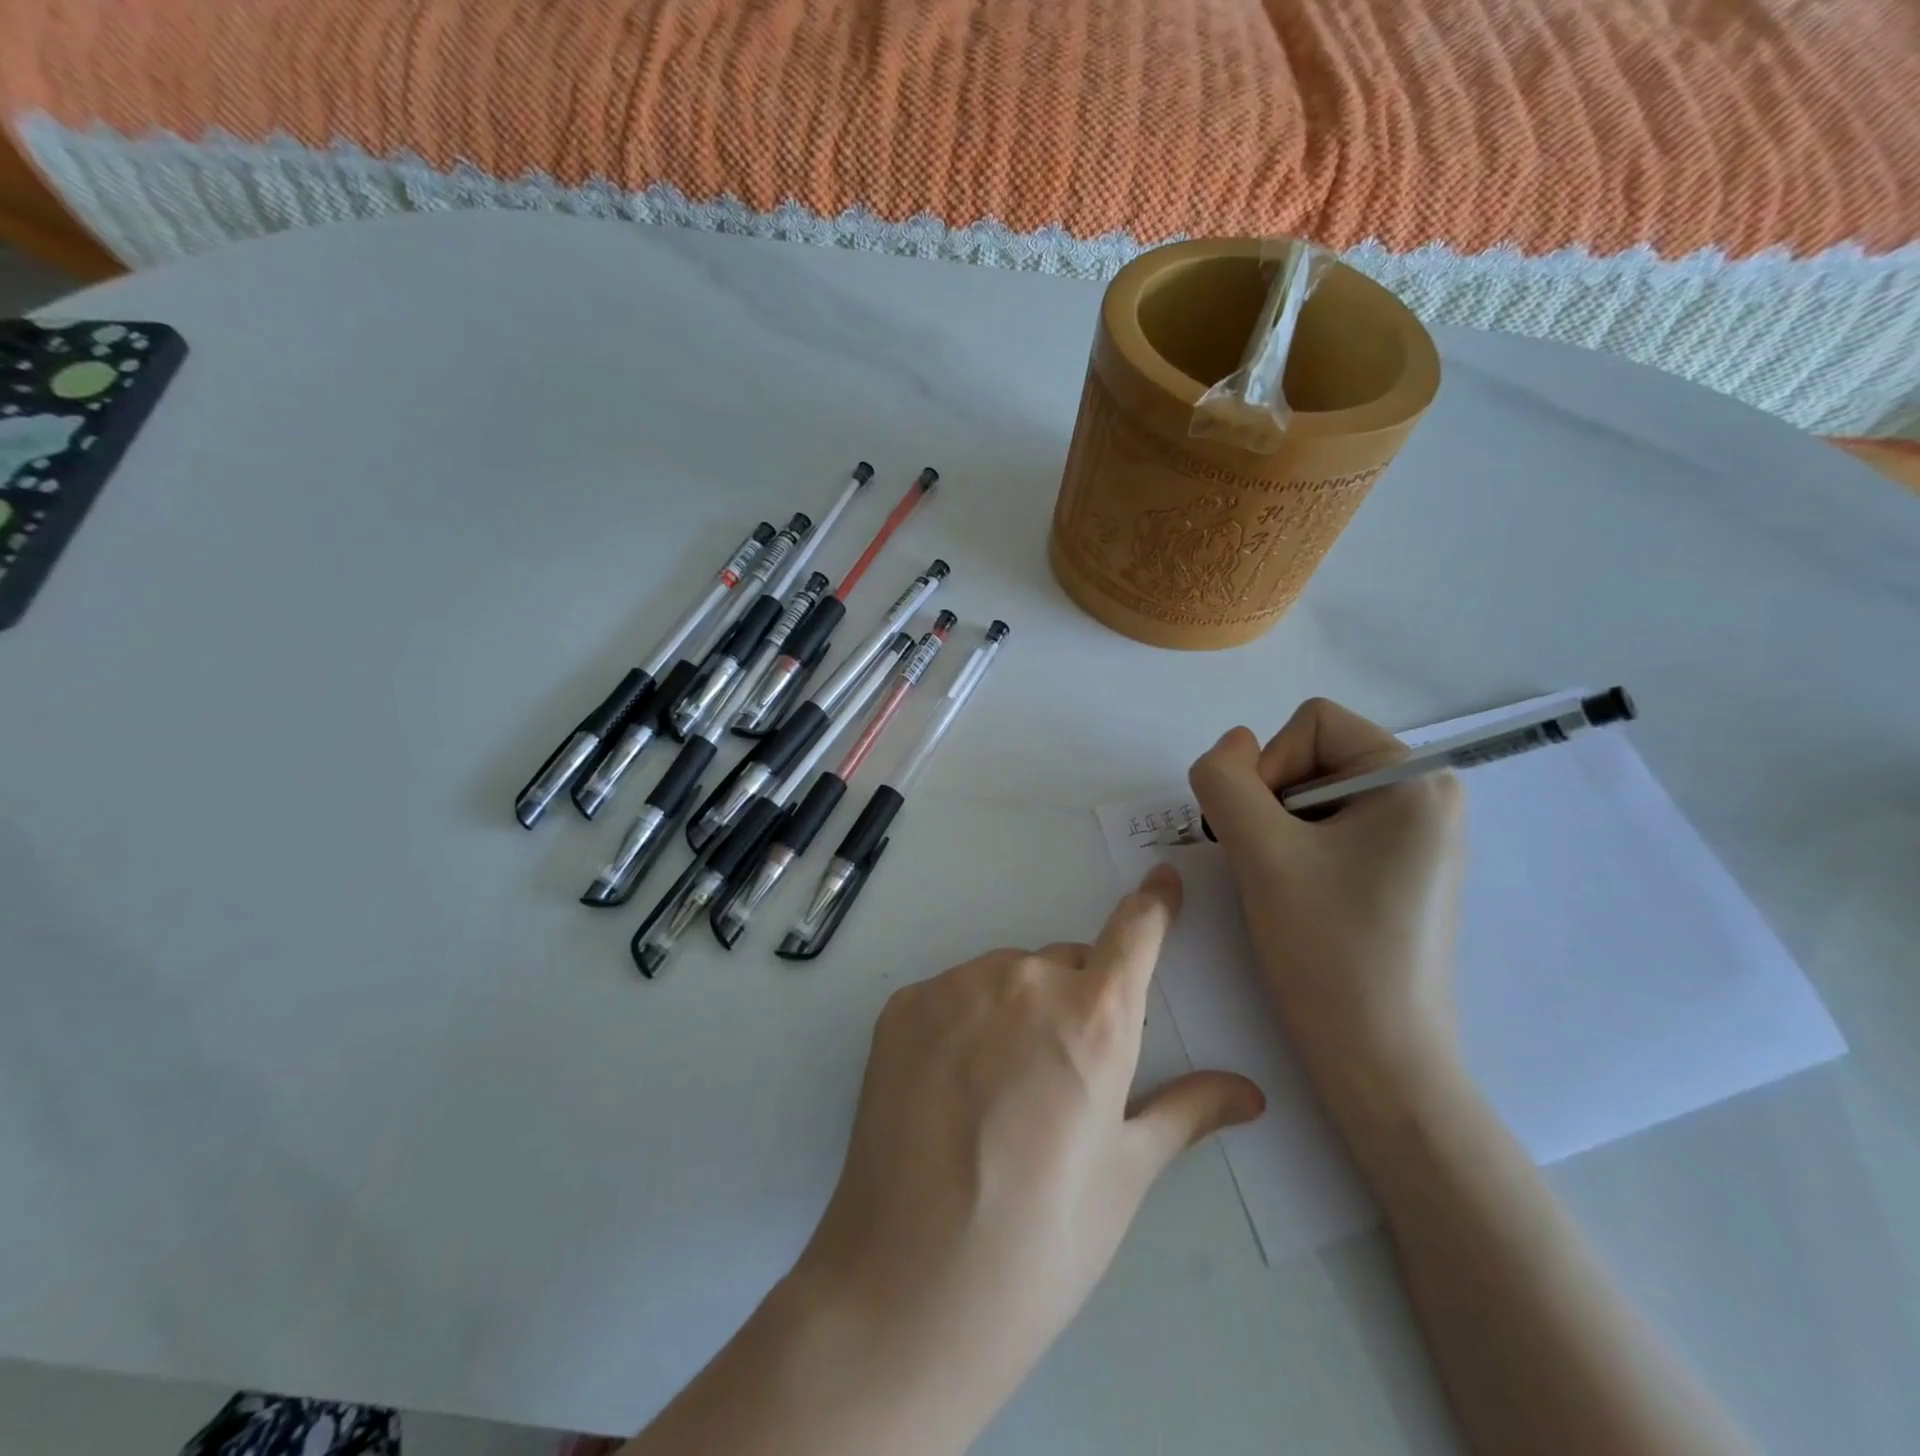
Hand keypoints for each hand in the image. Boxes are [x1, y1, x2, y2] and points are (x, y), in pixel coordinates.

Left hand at [788, 867, 1264, 1442]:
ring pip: (1006, 978)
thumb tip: (1249, 1092)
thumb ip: (1186, 1113)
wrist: (909, 1284)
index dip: (1154, 904)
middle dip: (1076, 1001)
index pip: (1135, 932)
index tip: (1163, 879)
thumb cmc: (1042, 1239)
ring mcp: (956, 986)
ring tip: (997, 1097)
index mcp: (1095, 1017)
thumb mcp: (1125, 1176)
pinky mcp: (903, 1004)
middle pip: (1066, 965)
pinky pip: (952, 995)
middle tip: (1059, 1080)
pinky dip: (962, 1023)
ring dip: (1015, 1011)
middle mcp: (1025, 981)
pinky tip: (949, 1090)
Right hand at [1187, 698, 1465, 1112]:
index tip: (1262, 836)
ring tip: (1281, 887)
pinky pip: (1330, 831)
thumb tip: (1229, 746)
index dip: (1266, 769)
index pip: (1310, 724)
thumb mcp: (1260, 852)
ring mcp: (1416, 838)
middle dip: (1270, 804)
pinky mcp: (1400, 873)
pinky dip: (1296, 853)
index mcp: (1414, 779)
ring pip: (1312, 797)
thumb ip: (1226, 780)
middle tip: (1266, 866)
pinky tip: (1298, 899)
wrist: (1380, 1062)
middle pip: (1312, 757)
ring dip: (1276, 832)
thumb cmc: (1328, 950)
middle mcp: (1427, 797)